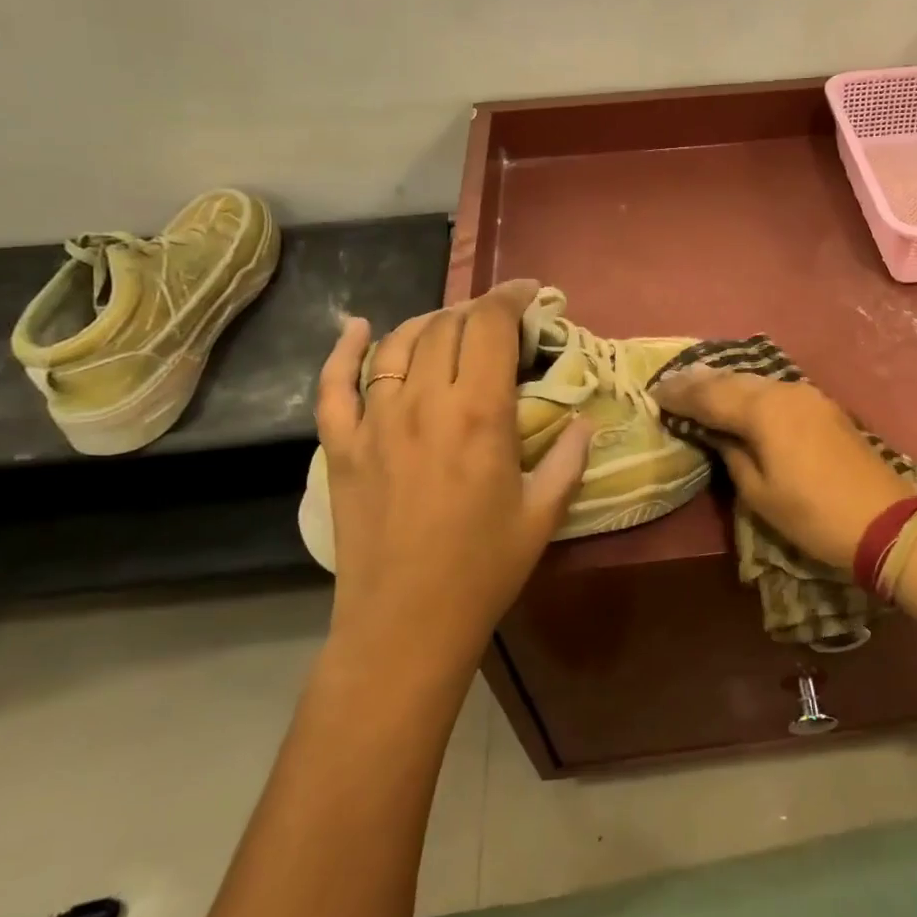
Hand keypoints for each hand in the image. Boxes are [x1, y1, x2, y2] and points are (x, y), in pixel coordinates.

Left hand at [314, 279, 592, 667]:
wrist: (405, 625)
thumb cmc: (483, 570)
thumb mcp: (543, 514)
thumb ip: (570, 459)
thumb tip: (583, 421)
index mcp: (479, 414)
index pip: (490, 326)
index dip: (510, 297)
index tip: (529, 292)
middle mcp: (424, 403)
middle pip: (447, 326)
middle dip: (477, 311)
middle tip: (498, 322)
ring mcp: (375, 422)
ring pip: (397, 343)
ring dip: (428, 323)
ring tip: (450, 326)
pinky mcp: (341, 447)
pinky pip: (333, 385)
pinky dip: (343, 350)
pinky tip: (356, 328)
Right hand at [652, 371, 914, 569]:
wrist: (884, 520)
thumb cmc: (813, 514)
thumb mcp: (759, 493)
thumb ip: (732, 454)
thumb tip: (716, 433)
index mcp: (763, 410)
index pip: (710, 396)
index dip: (680, 395)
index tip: (654, 393)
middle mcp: (783, 391)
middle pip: (732, 379)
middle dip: (699, 382)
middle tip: (669, 383)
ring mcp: (807, 394)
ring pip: (754, 380)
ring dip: (724, 382)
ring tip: (697, 385)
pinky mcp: (822, 405)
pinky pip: (773, 389)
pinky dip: (749, 390)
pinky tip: (738, 396)